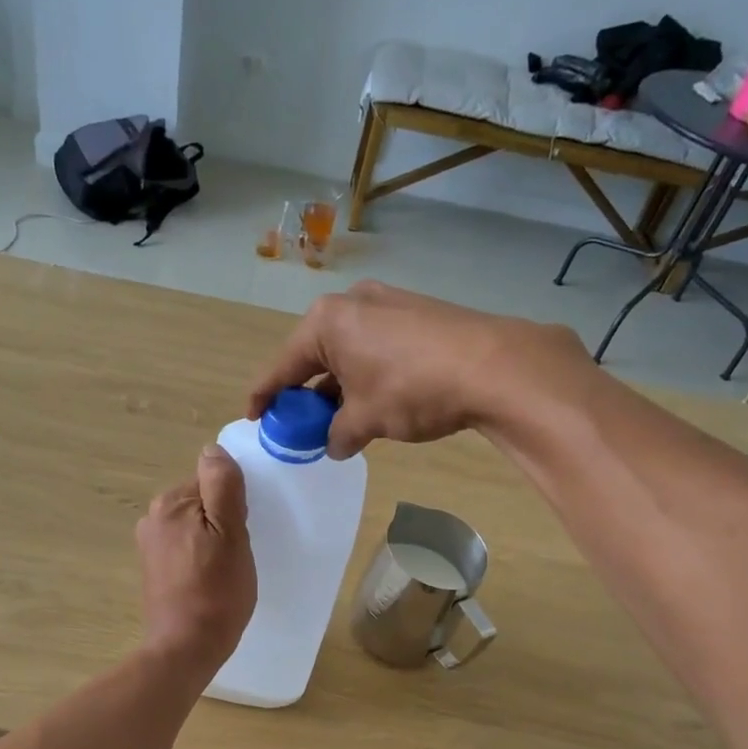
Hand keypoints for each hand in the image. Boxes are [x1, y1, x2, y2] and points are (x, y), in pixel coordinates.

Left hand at [136, 445, 255, 673]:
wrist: (185, 648)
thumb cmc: (215, 591)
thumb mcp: (230, 533)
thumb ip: (222, 486)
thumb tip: (212, 450)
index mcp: (170, 503)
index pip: (212, 481)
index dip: (234, 503)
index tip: (244, 530)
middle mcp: (153, 518)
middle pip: (201, 502)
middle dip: (223, 520)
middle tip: (238, 552)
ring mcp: (150, 545)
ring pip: (195, 526)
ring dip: (213, 540)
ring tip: (227, 569)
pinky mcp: (154, 569)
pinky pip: (185, 548)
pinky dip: (200, 557)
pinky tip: (211, 580)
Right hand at [246, 280, 590, 459]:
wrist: (493, 366)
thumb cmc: (412, 389)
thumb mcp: (366, 419)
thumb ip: (339, 434)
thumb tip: (335, 445)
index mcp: (326, 322)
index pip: (282, 365)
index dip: (265, 394)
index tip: (254, 416)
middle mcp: (352, 303)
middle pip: (315, 355)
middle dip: (306, 392)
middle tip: (300, 423)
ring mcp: (388, 303)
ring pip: (348, 351)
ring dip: (339, 386)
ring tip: (339, 419)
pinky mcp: (417, 313)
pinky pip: (376, 347)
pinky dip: (367, 374)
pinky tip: (375, 401)